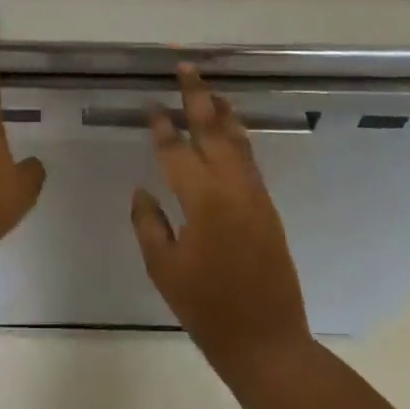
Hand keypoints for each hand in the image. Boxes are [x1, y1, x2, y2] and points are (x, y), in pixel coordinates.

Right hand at [132, 65, 311, 374]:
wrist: (266, 340)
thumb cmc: (207, 308)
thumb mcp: (164, 269)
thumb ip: (148, 223)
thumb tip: (143, 189)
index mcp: (201, 199)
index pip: (176, 150)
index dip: (161, 126)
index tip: (151, 104)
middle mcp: (230, 186)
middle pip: (211, 129)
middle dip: (197, 97)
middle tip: (185, 68)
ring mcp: (253, 193)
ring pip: (236, 139)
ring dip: (222, 111)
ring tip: (209, 89)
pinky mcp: (267, 205)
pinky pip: (249, 158)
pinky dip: (237, 135)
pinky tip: (230, 129)